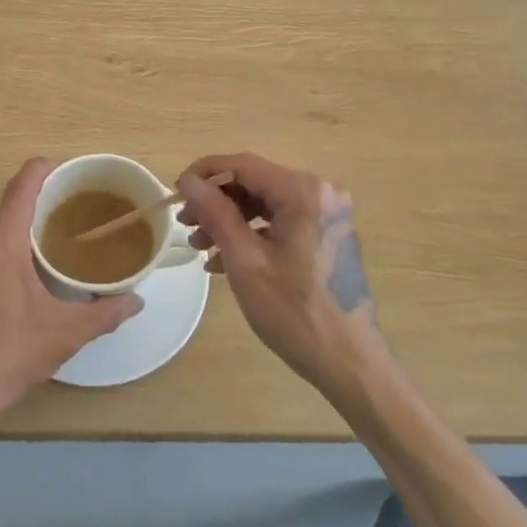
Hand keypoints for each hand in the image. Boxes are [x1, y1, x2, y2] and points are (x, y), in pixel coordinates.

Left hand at [0, 158, 141, 427]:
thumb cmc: (9, 355)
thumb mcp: (65, 334)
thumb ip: (105, 313)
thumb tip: (137, 301)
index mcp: (2, 242)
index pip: (23, 183)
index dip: (46, 169)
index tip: (69, 174)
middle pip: (6, 203)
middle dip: (35, 202)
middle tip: (67, 217)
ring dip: (13, 226)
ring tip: (43, 246)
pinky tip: (14, 279)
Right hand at [176, 153, 383, 396]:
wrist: (350, 362)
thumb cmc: (294, 311)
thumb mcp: (245, 261)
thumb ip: (215, 213)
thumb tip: (188, 180)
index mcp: (303, 191)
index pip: (243, 164)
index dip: (204, 174)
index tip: (176, 193)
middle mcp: (320, 192)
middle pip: (255, 183)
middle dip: (216, 202)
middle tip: (186, 225)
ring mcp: (327, 214)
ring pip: (266, 203)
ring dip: (231, 221)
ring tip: (200, 247)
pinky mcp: (328, 234)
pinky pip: (282, 221)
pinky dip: (253, 235)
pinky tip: (224, 261)